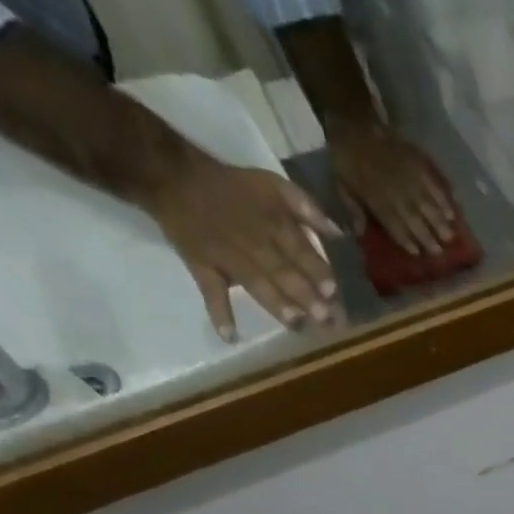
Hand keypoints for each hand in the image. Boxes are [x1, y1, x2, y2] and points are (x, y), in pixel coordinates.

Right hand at [141, 151, 344, 339]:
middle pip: (283, 271)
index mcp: (273, 224)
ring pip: (255, 283)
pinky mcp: (203, 267)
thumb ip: (308, 208)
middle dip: (305, 295)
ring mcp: (228, 258)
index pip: (300, 251)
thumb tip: (339, 234)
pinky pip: (210, 291)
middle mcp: (254, 244)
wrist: (174, 177)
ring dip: (275, 304)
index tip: (334, 292)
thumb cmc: (234, 186)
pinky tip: (230, 336)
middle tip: (325, 318)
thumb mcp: (274, 185)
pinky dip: (219, 313)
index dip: (317, 271)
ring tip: (295, 323)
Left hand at [327, 119, 456, 255]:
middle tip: (441, 252)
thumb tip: (359, 232)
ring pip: (426, 203)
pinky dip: (443, 199)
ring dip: (439, 222)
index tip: (417, 253)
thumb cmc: (346, 158)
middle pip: (413, 218)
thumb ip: (353, 208)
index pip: (393, 224)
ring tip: (451, 236)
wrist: (353, 121)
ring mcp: (407, 176)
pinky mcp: (416, 163)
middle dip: (427, 236)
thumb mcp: (341, 184)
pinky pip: (432, 183)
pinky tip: (452, 212)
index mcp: (374, 198)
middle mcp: (393, 190)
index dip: (405, 240)